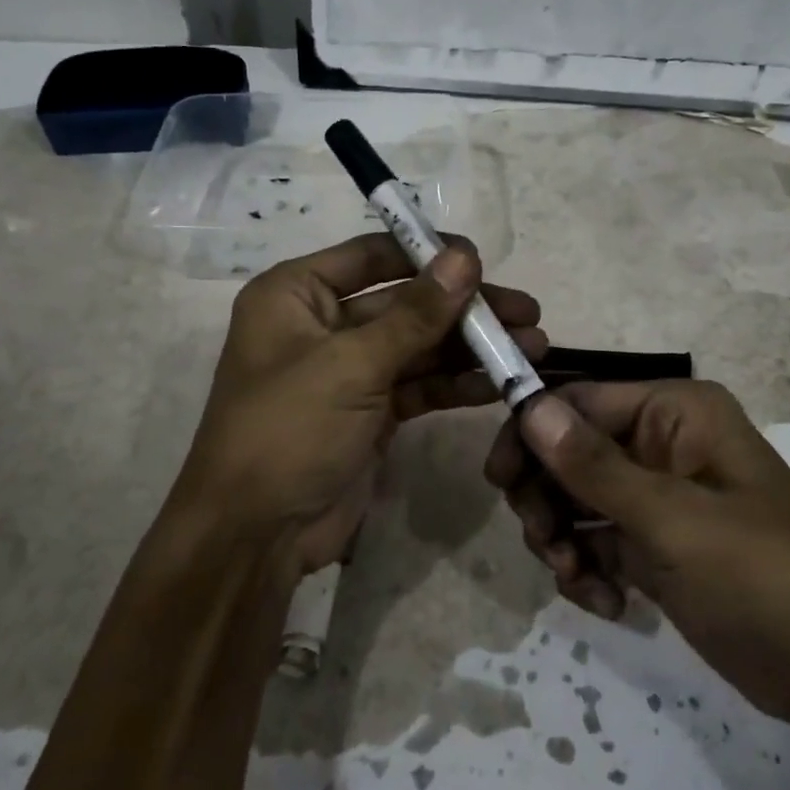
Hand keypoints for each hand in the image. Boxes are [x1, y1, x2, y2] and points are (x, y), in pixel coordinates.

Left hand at [176, 233, 544, 578]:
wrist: (256, 536)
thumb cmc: (289, 428)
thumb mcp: (352, 364)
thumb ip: (416, 313)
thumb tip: (465, 256)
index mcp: (296, 295)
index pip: (372, 255)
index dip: (428, 253)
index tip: (483, 260)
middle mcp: (321, 324)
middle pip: (405, 302)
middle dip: (465, 308)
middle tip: (527, 310)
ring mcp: (348, 371)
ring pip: (419, 345)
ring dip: (471, 347)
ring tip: (533, 346)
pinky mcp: (371, 412)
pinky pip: (420, 386)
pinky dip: (456, 384)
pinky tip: (499, 384)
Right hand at [486, 381, 789, 732]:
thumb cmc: (763, 576)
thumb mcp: (673, 520)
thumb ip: (594, 465)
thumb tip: (528, 405)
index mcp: (674, 412)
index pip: (578, 400)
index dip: (531, 431)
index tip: (497, 479)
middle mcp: (660, 443)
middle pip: (567, 450)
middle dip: (546, 496)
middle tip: (544, 540)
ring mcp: (655, 496)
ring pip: (573, 499)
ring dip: (562, 539)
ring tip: (578, 579)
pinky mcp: (653, 544)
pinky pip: (593, 541)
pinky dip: (587, 570)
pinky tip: (608, 604)